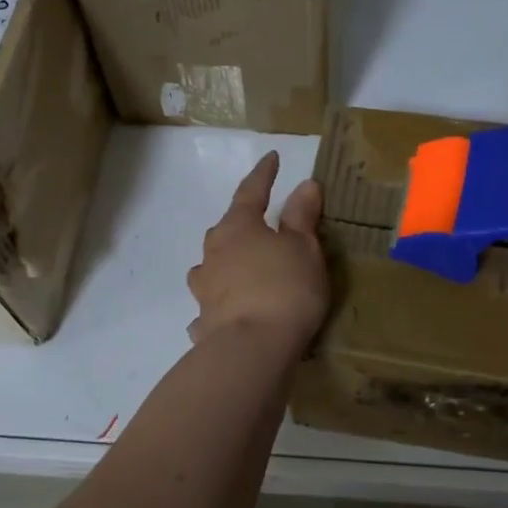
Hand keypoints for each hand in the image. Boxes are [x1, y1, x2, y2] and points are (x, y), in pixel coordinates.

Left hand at [186, 152, 327, 348]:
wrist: (252, 349)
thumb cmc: (284, 288)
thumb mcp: (303, 248)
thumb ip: (301, 216)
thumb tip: (304, 184)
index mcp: (238, 227)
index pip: (251, 190)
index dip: (264, 174)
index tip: (272, 158)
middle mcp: (213, 252)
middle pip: (225, 230)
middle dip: (241, 223)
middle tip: (259, 224)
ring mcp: (204, 288)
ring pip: (211, 267)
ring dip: (223, 264)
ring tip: (237, 270)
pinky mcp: (204, 321)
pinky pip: (211, 307)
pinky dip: (219, 306)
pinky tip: (225, 315)